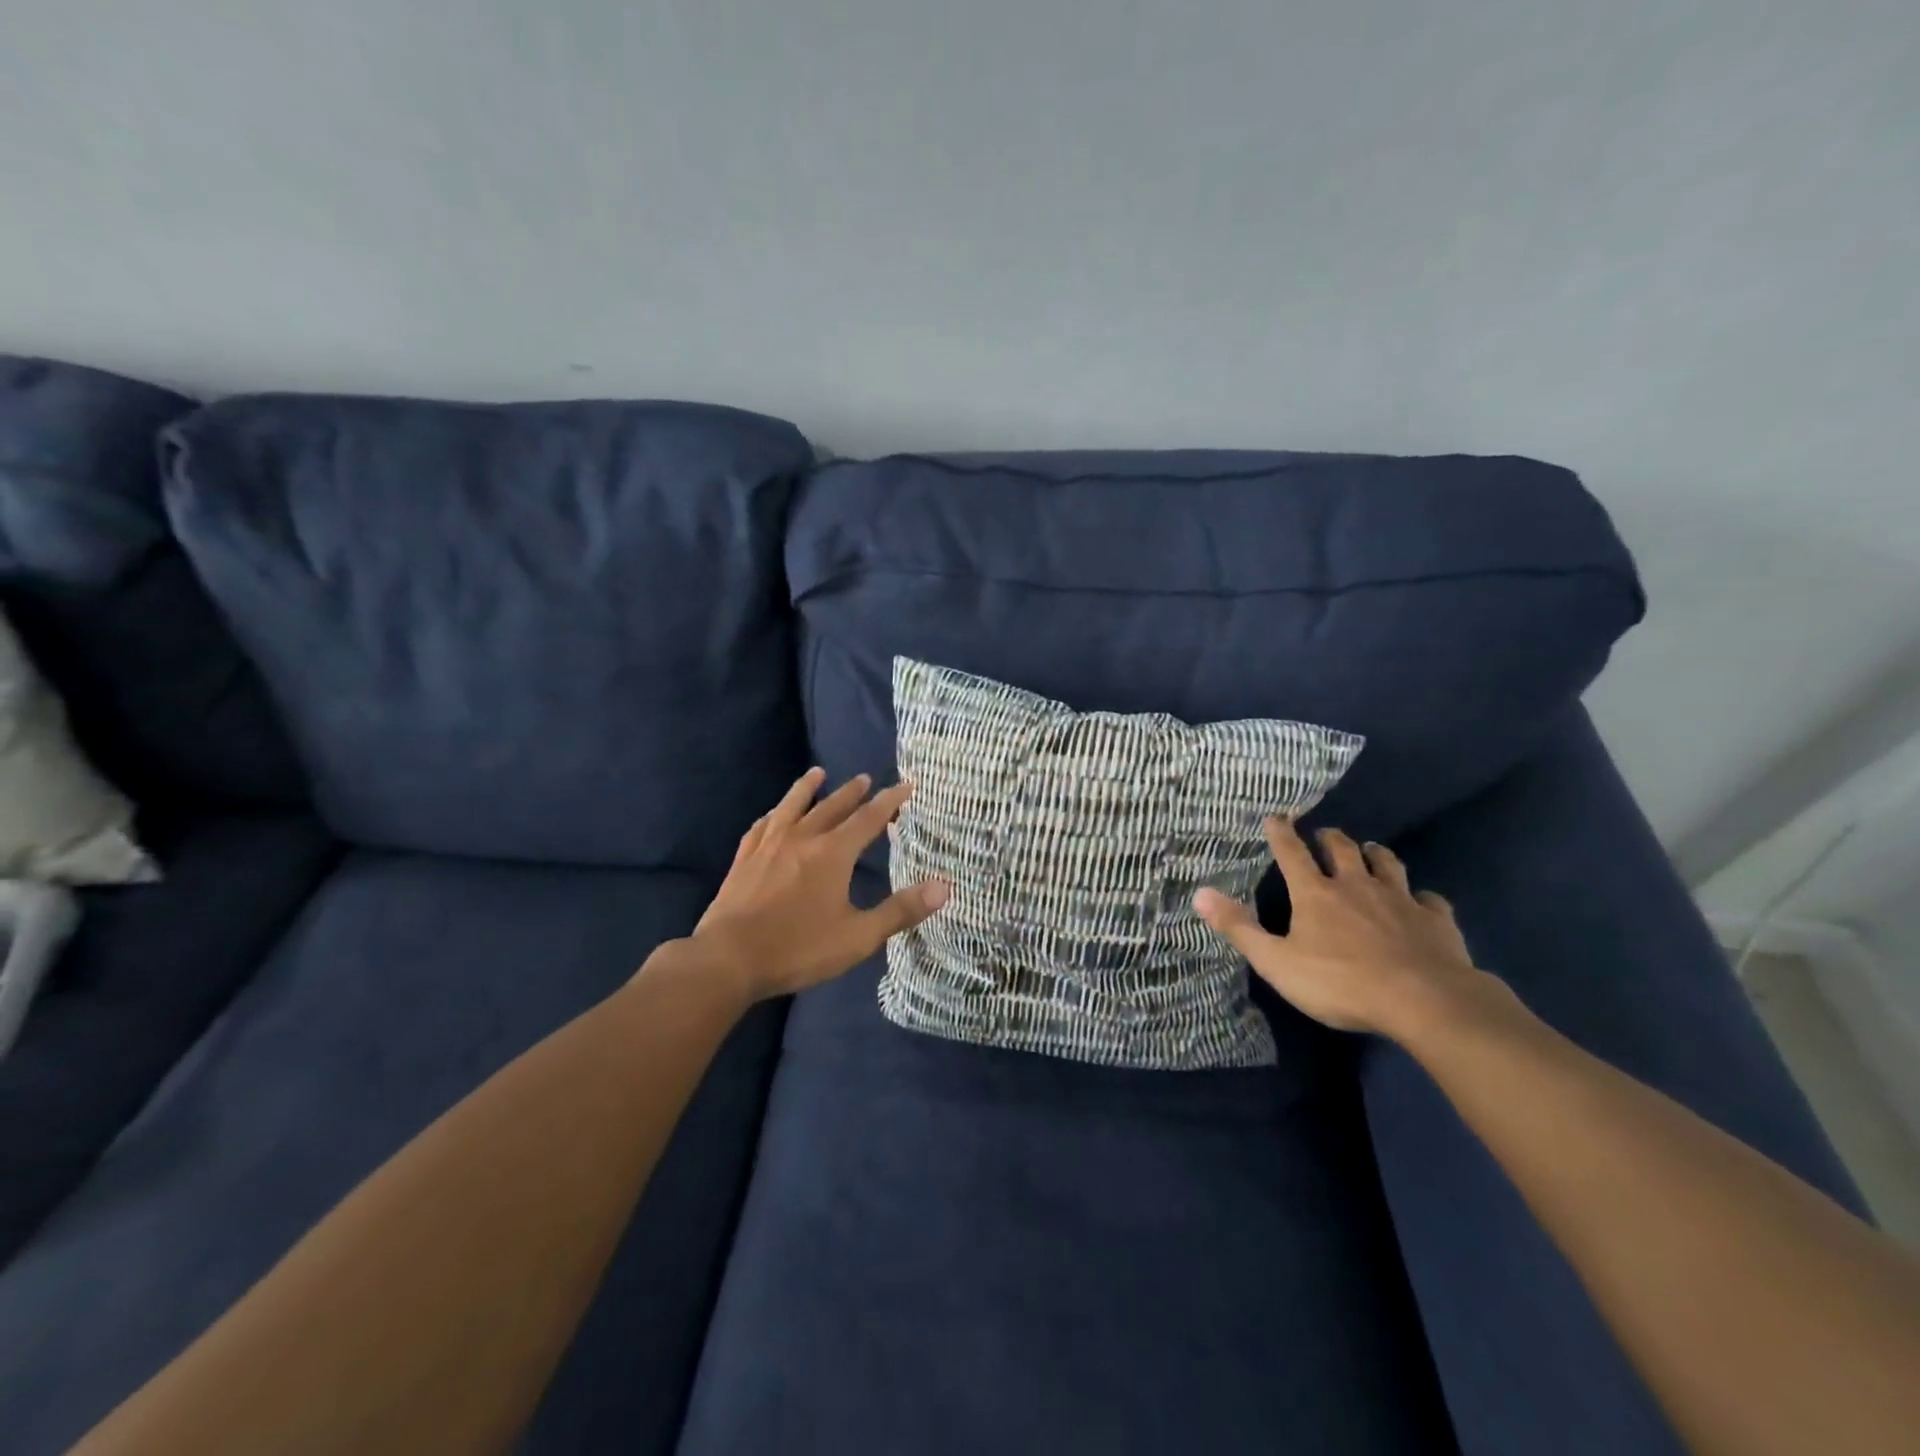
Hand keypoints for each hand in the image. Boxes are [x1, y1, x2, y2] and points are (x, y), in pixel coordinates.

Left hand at [687, 768, 949, 1001]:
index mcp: (833, 853)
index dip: (890, 800)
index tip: (906, 784)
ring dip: (808, 788)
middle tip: (865, 778)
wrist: (729, 958)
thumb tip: (945, 887)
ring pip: (793, 806)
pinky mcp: (744, 858)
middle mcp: (802, 838)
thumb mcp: (858, 936)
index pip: (869, 818)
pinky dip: (774, 814)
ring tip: (818, 772)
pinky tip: (773, 814)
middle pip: (832, 806)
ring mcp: (769, 845)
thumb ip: (900, 910)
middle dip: (852, 792)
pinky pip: (762, 825)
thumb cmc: (799, 948)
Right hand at [1193, 818, 1494, 1038]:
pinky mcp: (1435, 920)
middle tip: (1325, 834)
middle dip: (1330, 838)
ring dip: (1376, 854)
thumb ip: (1240, 928)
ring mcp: (1400, 900)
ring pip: (1388, 864)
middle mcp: (1356, 886)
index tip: (1275, 816)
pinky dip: (1422, 896)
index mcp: (1315, 894)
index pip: (1291, 853)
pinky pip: (1430, 900)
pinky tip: (1422, 901)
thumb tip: (1199, 893)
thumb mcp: (1277, 962)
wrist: (1425, 1001)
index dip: (1281, 833)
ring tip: (1371, 850)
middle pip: (1342, 850)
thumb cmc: (1341, 983)